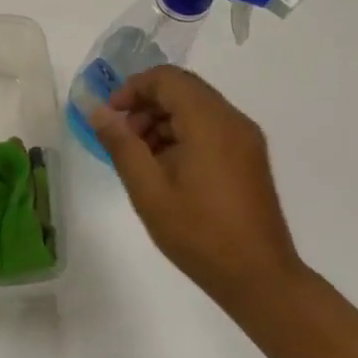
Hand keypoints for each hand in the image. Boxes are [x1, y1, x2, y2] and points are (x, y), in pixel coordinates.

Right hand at [90, 66, 303, 304]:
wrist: (259, 278)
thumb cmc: (199, 234)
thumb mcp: (149, 190)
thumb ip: (121, 144)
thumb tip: (98, 111)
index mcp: (210, 123)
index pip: (167, 79)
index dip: (133, 89)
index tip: (110, 116)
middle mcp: (233, 121)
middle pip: (183, 89)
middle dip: (146, 104)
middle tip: (122, 138)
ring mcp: (246, 139)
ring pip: (196, 108)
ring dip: (163, 120)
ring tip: (141, 158)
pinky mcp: (249, 157)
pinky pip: (211, 127)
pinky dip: (183, 134)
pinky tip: (166, 169)